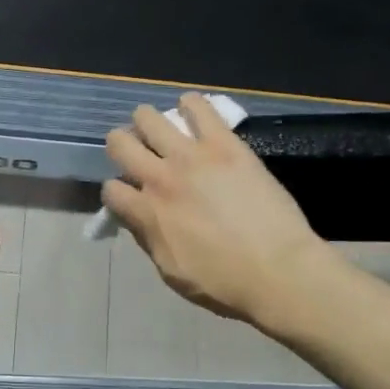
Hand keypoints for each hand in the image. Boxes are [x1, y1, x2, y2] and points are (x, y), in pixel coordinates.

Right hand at [102, 94, 328, 326]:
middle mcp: (160, 178)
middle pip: (119, 143)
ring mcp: (192, 156)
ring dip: (149, 122)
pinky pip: (199, 107)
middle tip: (138, 155)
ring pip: (150, 117)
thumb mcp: (172, 274)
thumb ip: (150, 240)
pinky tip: (192, 110)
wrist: (278, 270)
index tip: (129, 197)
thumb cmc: (224, 283)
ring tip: (162, 130)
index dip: (116, 193)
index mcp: (146, 213)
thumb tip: (139, 219)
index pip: (110, 190)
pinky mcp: (224, 143)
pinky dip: (191, 105)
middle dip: (123, 147)